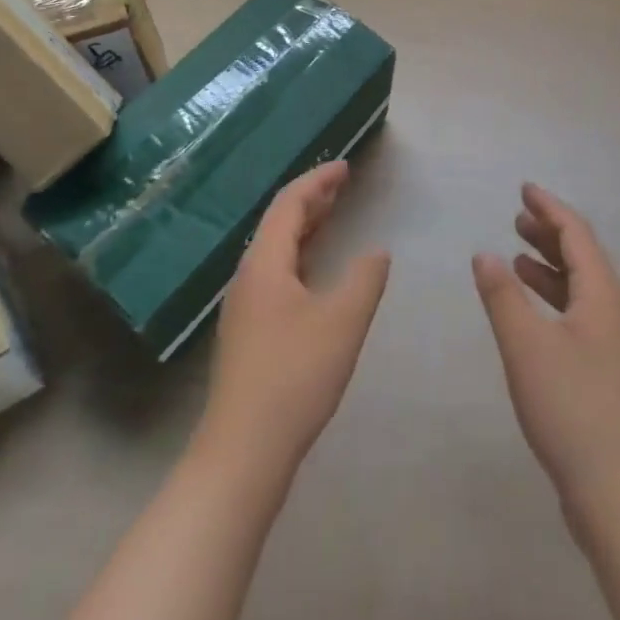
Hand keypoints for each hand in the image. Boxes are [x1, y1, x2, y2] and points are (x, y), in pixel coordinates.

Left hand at [199, 161, 390, 473]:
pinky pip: (275, 273)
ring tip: (333, 216)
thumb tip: (377, 251)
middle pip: (279, 222)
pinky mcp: (247, 332)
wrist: (242, 452)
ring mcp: (244, 306)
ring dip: (305, 228)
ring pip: (276, 250)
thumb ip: (365, 279)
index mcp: (265, 263)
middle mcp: (248, 276)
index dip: (318, 181)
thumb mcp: (342, 322)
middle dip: (311, 200)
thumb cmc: (294, 376)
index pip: (289, 204)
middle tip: (343, 185)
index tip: (346, 167)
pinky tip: (315, 273)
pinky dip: (299, 256)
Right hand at [474, 183, 619, 523]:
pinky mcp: (609, 372)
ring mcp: (616, 344)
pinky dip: (555, 299)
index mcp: (603, 294)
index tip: (525, 188)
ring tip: (518, 257)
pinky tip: (533, 313)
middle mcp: (615, 311)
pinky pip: (581, 313)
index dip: (549, 208)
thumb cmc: (572, 408)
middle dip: (549, 233)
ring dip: (550, 266)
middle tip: (517, 217)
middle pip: (583, 257)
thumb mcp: (525, 346)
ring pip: (582, 288)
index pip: (576, 233)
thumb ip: (502, 294)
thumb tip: (484, 252)